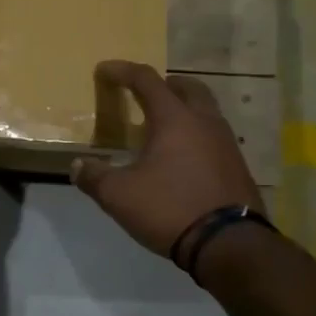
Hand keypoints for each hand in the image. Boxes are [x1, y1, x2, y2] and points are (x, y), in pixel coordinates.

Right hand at [72, 61, 263, 257]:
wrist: (230, 245)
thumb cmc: (170, 208)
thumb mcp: (119, 195)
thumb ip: (95, 177)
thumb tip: (77, 166)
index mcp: (175, 119)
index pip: (147, 81)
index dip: (122, 71)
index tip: (104, 70)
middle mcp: (205, 123)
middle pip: (188, 88)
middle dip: (165, 84)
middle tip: (146, 92)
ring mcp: (227, 144)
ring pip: (206, 112)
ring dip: (184, 110)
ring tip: (162, 127)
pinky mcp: (237, 168)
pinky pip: (214, 137)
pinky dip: (196, 135)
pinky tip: (182, 158)